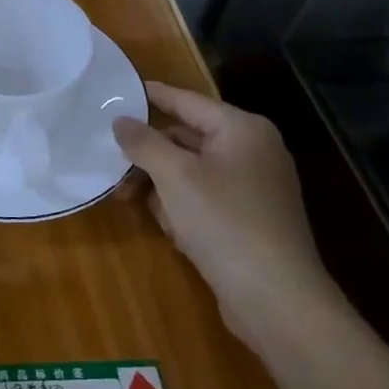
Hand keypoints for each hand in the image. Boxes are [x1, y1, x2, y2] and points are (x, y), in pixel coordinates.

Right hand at [114, 84, 348, 353]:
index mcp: (242, 129)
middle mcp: (252, 151)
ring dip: (159, 185)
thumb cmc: (224, 222)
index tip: (117, 89)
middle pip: (185, 138)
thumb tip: (121, 120)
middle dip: (148, 155)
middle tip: (112, 169)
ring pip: (190, 171)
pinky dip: (181, 206)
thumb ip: (143, 142)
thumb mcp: (174, 176)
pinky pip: (204, 197)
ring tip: (132, 202)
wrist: (276, 298)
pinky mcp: (249, 218)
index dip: (151, 95)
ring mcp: (254, 187)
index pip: (186, 101)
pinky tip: (168, 228)